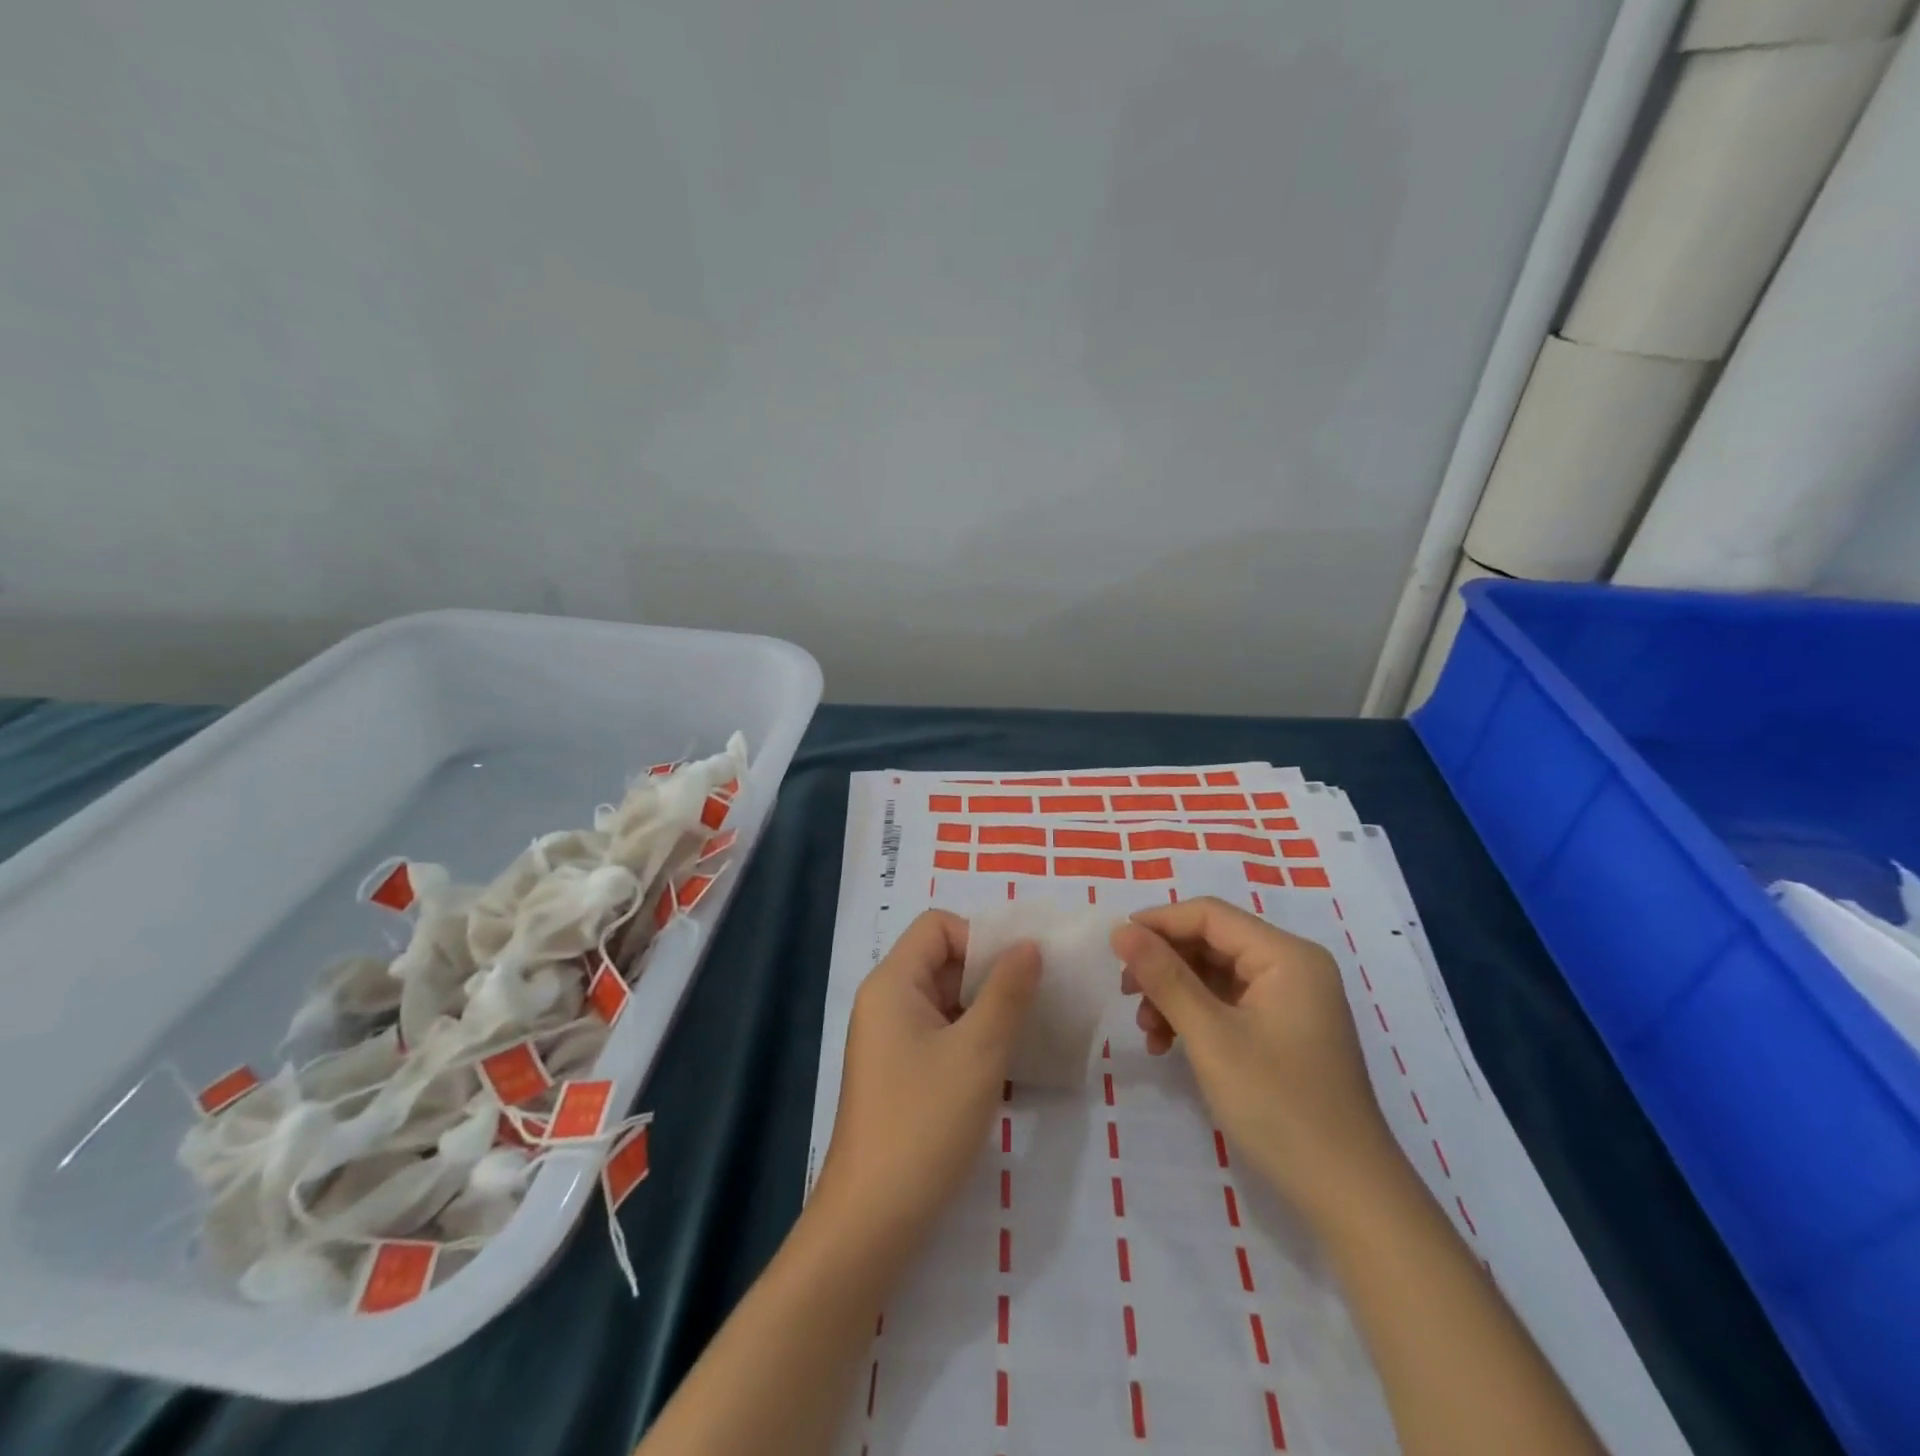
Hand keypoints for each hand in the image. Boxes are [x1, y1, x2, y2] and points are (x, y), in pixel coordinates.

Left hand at [813, 911, 1040, 1261]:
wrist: (872, 1221)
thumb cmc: (924, 1123)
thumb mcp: (978, 1051)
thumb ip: (1007, 991)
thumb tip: (1029, 944)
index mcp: (891, 983)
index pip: (938, 927)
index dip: (980, 937)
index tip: (1020, 971)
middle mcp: (885, 1002)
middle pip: (941, 960)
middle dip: (990, 973)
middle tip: (1036, 1000)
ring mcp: (889, 1041)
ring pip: (945, 1000)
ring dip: (986, 1009)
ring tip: (1028, 1032)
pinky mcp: (899, 1074)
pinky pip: (941, 1035)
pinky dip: (973, 1039)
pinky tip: (1006, 1066)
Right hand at [1111, 897, 1399, 1225]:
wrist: (1348, 1196)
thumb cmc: (1279, 1107)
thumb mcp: (1210, 1037)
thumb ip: (1164, 976)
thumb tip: (1121, 930)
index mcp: (1286, 955)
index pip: (1209, 915)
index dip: (1157, 923)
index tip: (1114, 947)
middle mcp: (1293, 967)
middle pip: (1212, 942)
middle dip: (1164, 965)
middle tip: (1126, 994)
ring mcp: (1292, 1000)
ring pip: (1215, 974)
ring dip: (1175, 994)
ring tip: (1147, 1029)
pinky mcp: (1285, 1030)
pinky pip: (1229, 1004)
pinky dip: (1195, 1017)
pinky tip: (1168, 1045)